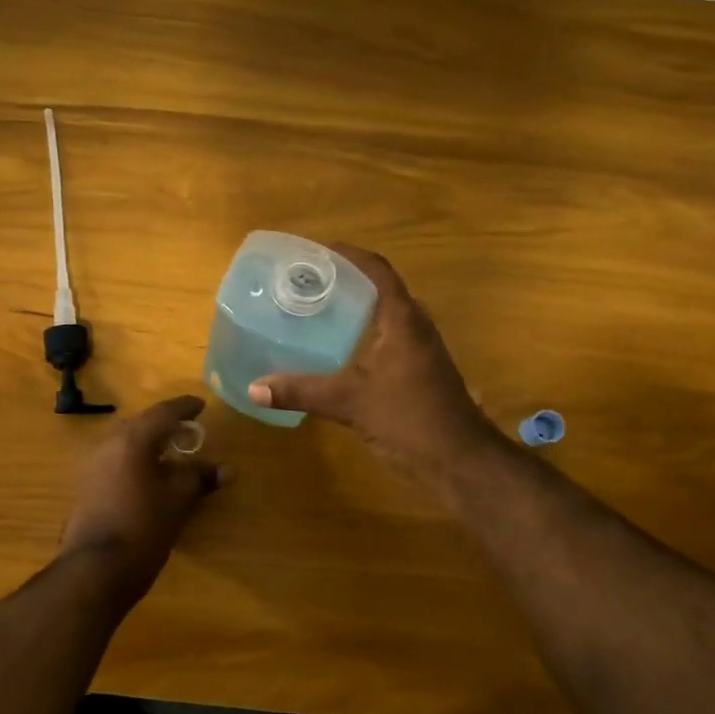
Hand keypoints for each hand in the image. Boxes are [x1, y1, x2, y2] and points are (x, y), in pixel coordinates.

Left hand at [60, 395, 225, 587]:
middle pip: (141, 425)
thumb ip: (200, 478)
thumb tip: (227, 469)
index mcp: (132, 439)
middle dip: (165, 426)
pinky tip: (149, 477)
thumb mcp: (178, 501)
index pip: (163, 413)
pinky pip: (116, 460)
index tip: (201, 406)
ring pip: (126, 443)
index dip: (185, 408)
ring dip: (149, 444)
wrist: (95, 570)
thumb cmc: (143, 528)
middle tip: (188, 432)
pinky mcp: (85, 486)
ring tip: (172, 455)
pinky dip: (135, 461)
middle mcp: (108, 444)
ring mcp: (92, 465)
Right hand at [247, 245, 501, 488]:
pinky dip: (360, 335)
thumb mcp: (351, 403)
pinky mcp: (417, 373)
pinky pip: (386, 340)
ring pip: (384, 317)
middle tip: (306, 281)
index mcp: (403, 320)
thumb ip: (302, 392)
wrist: (460, 462)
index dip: (349, 255)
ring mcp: (419, 352)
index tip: (315, 251)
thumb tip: (254, 388)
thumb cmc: (411, 420)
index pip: (377, 271)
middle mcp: (415, 327)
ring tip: (314, 309)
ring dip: (354, 309)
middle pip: (380, 289)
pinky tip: (334, 351)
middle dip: (345, 281)